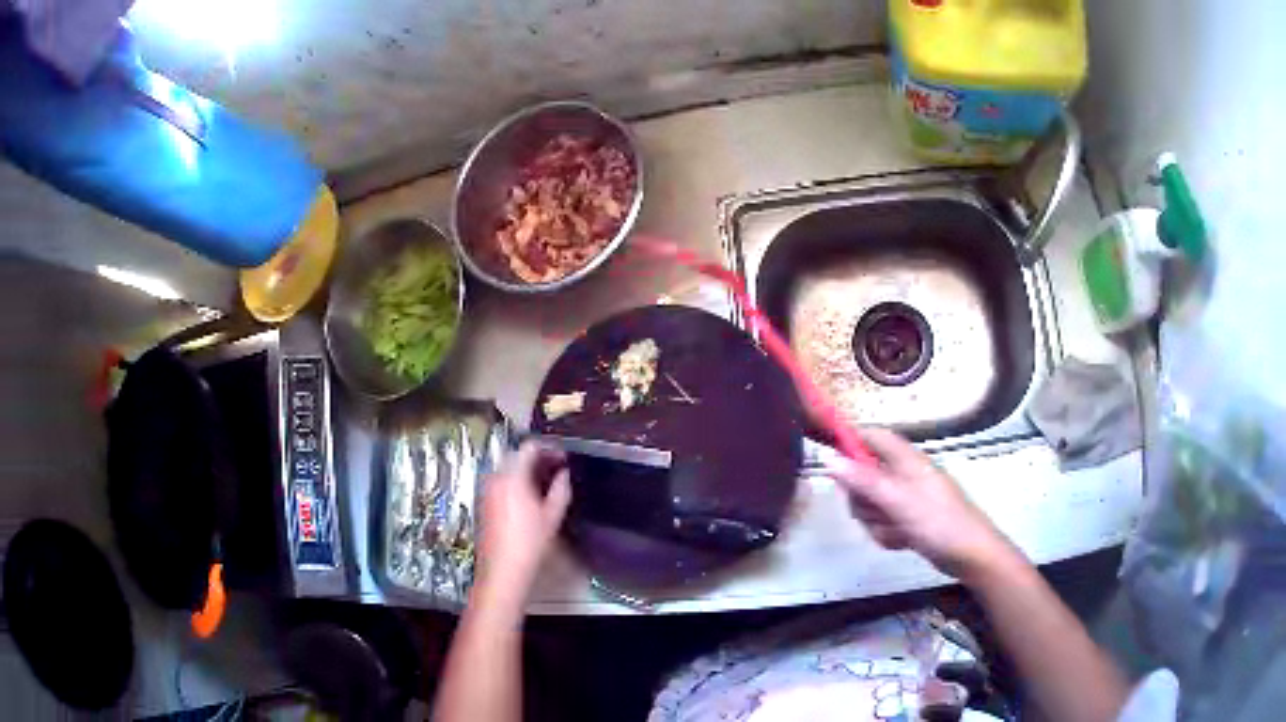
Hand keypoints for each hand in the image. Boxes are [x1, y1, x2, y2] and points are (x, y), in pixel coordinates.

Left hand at [475, 442, 571, 603]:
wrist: (503, 570)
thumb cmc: (530, 543)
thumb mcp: (552, 515)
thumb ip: (560, 489)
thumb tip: (565, 474)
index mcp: (512, 476)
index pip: (529, 447)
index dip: (549, 448)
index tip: (564, 458)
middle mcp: (495, 477)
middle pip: (517, 456)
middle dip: (538, 459)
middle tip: (559, 469)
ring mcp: (486, 490)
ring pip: (508, 469)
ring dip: (527, 471)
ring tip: (548, 483)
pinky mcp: (484, 502)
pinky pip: (501, 482)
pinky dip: (516, 482)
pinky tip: (531, 497)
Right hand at [830, 427, 1014, 581]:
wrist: (969, 554)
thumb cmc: (938, 521)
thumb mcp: (898, 501)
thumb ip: (863, 481)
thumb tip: (829, 459)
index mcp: (905, 459)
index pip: (871, 436)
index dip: (849, 441)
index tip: (830, 460)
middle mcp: (904, 474)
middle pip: (864, 474)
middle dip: (862, 497)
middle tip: (872, 510)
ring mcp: (906, 498)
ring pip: (870, 503)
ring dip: (875, 520)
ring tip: (894, 530)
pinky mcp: (907, 519)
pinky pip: (882, 522)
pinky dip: (886, 533)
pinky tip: (901, 541)